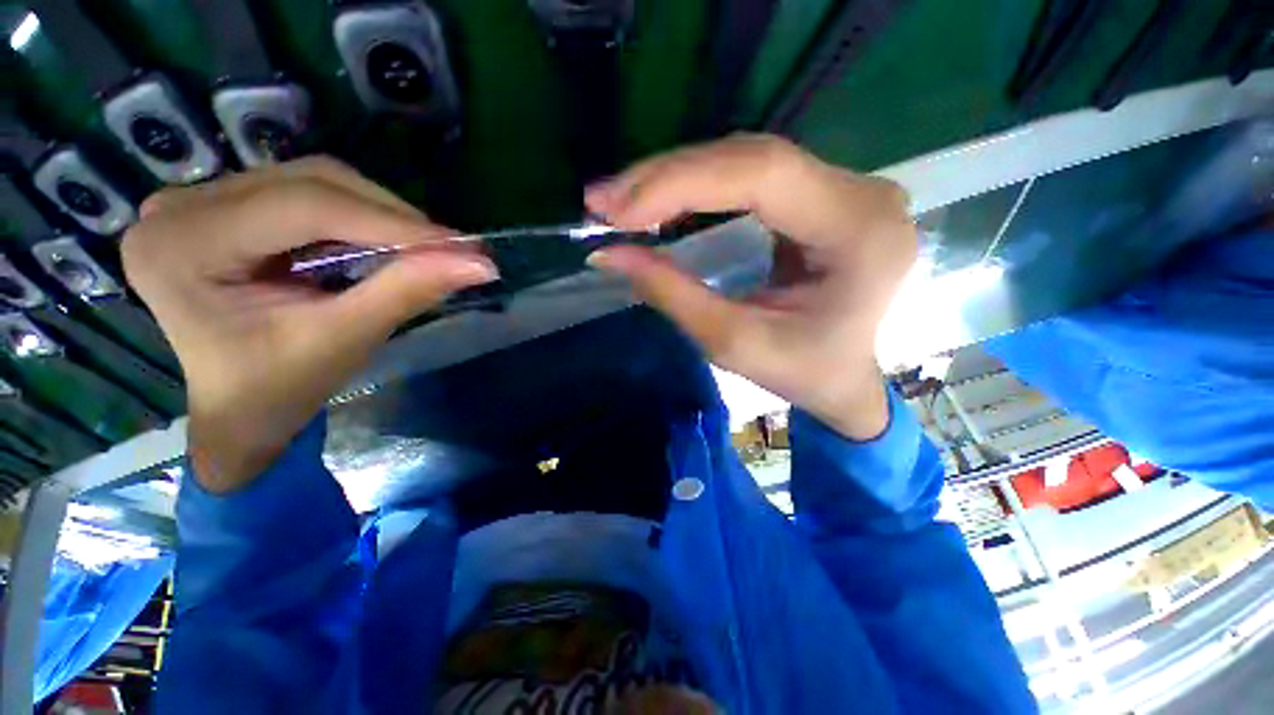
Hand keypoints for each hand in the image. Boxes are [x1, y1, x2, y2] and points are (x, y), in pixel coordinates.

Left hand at [123, 158, 497, 491]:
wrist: (240, 408)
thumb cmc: (279, 389)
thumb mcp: (344, 340)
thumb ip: (407, 292)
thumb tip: (481, 264)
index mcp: (182, 247)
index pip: (303, 207)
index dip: (392, 222)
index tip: (462, 245)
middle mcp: (179, 207)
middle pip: (310, 182)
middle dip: (391, 216)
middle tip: (451, 248)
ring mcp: (198, 200)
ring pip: (314, 181)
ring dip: (381, 214)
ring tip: (426, 248)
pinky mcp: (225, 207)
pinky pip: (309, 194)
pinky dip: (361, 217)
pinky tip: (389, 243)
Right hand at [585, 135, 916, 439]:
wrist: (846, 378)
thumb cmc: (803, 373)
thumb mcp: (734, 343)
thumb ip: (673, 294)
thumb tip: (609, 253)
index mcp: (856, 230)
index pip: (762, 176)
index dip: (681, 184)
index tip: (616, 212)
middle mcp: (860, 192)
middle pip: (752, 157)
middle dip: (667, 177)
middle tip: (604, 201)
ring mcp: (845, 187)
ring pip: (747, 160)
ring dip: (676, 177)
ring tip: (621, 201)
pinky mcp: (821, 195)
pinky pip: (751, 176)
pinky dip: (697, 186)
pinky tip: (660, 200)